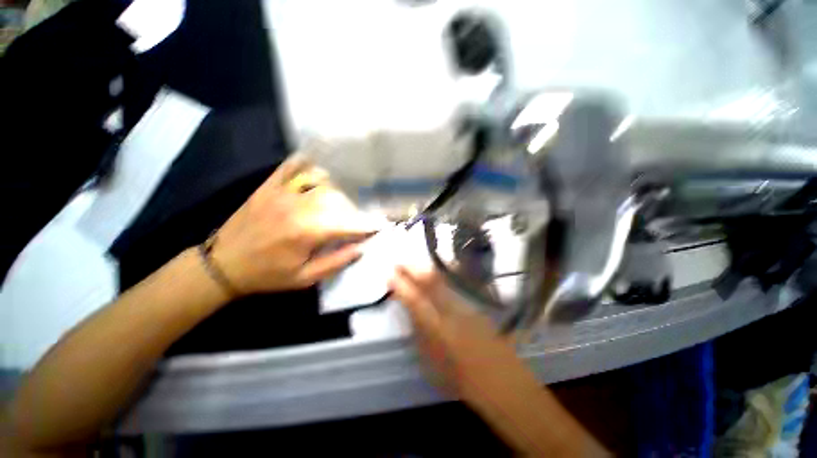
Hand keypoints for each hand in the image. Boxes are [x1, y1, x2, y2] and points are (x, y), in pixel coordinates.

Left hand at [212, 155, 377, 293]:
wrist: (223, 265)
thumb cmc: (268, 275)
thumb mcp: (305, 278)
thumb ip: (336, 262)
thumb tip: (361, 248)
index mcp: (307, 232)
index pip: (348, 224)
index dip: (366, 226)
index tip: (380, 226)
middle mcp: (298, 207)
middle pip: (337, 200)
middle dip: (355, 208)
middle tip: (362, 214)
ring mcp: (282, 193)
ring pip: (321, 182)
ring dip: (339, 188)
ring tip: (349, 195)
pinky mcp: (269, 187)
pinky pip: (291, 167)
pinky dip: (307, 162)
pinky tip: (320, 162)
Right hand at [389, 266, 533, 404]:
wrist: (502, 382)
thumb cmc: (462, 380)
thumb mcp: (431, 365)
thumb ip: (418, 336)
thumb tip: (409, 313)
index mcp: (439, 331)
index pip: (415, 301)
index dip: (401, 286)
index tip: (390, 276)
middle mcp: (453, 312)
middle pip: (431, 282)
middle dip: (413, 269)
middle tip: (400, 263)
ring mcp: (467, 305)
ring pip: (444, 280)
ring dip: (426, 270)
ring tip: (414, 265)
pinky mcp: (477, 304)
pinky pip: (456, 283)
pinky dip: (443, 274)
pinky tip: (437, 269)